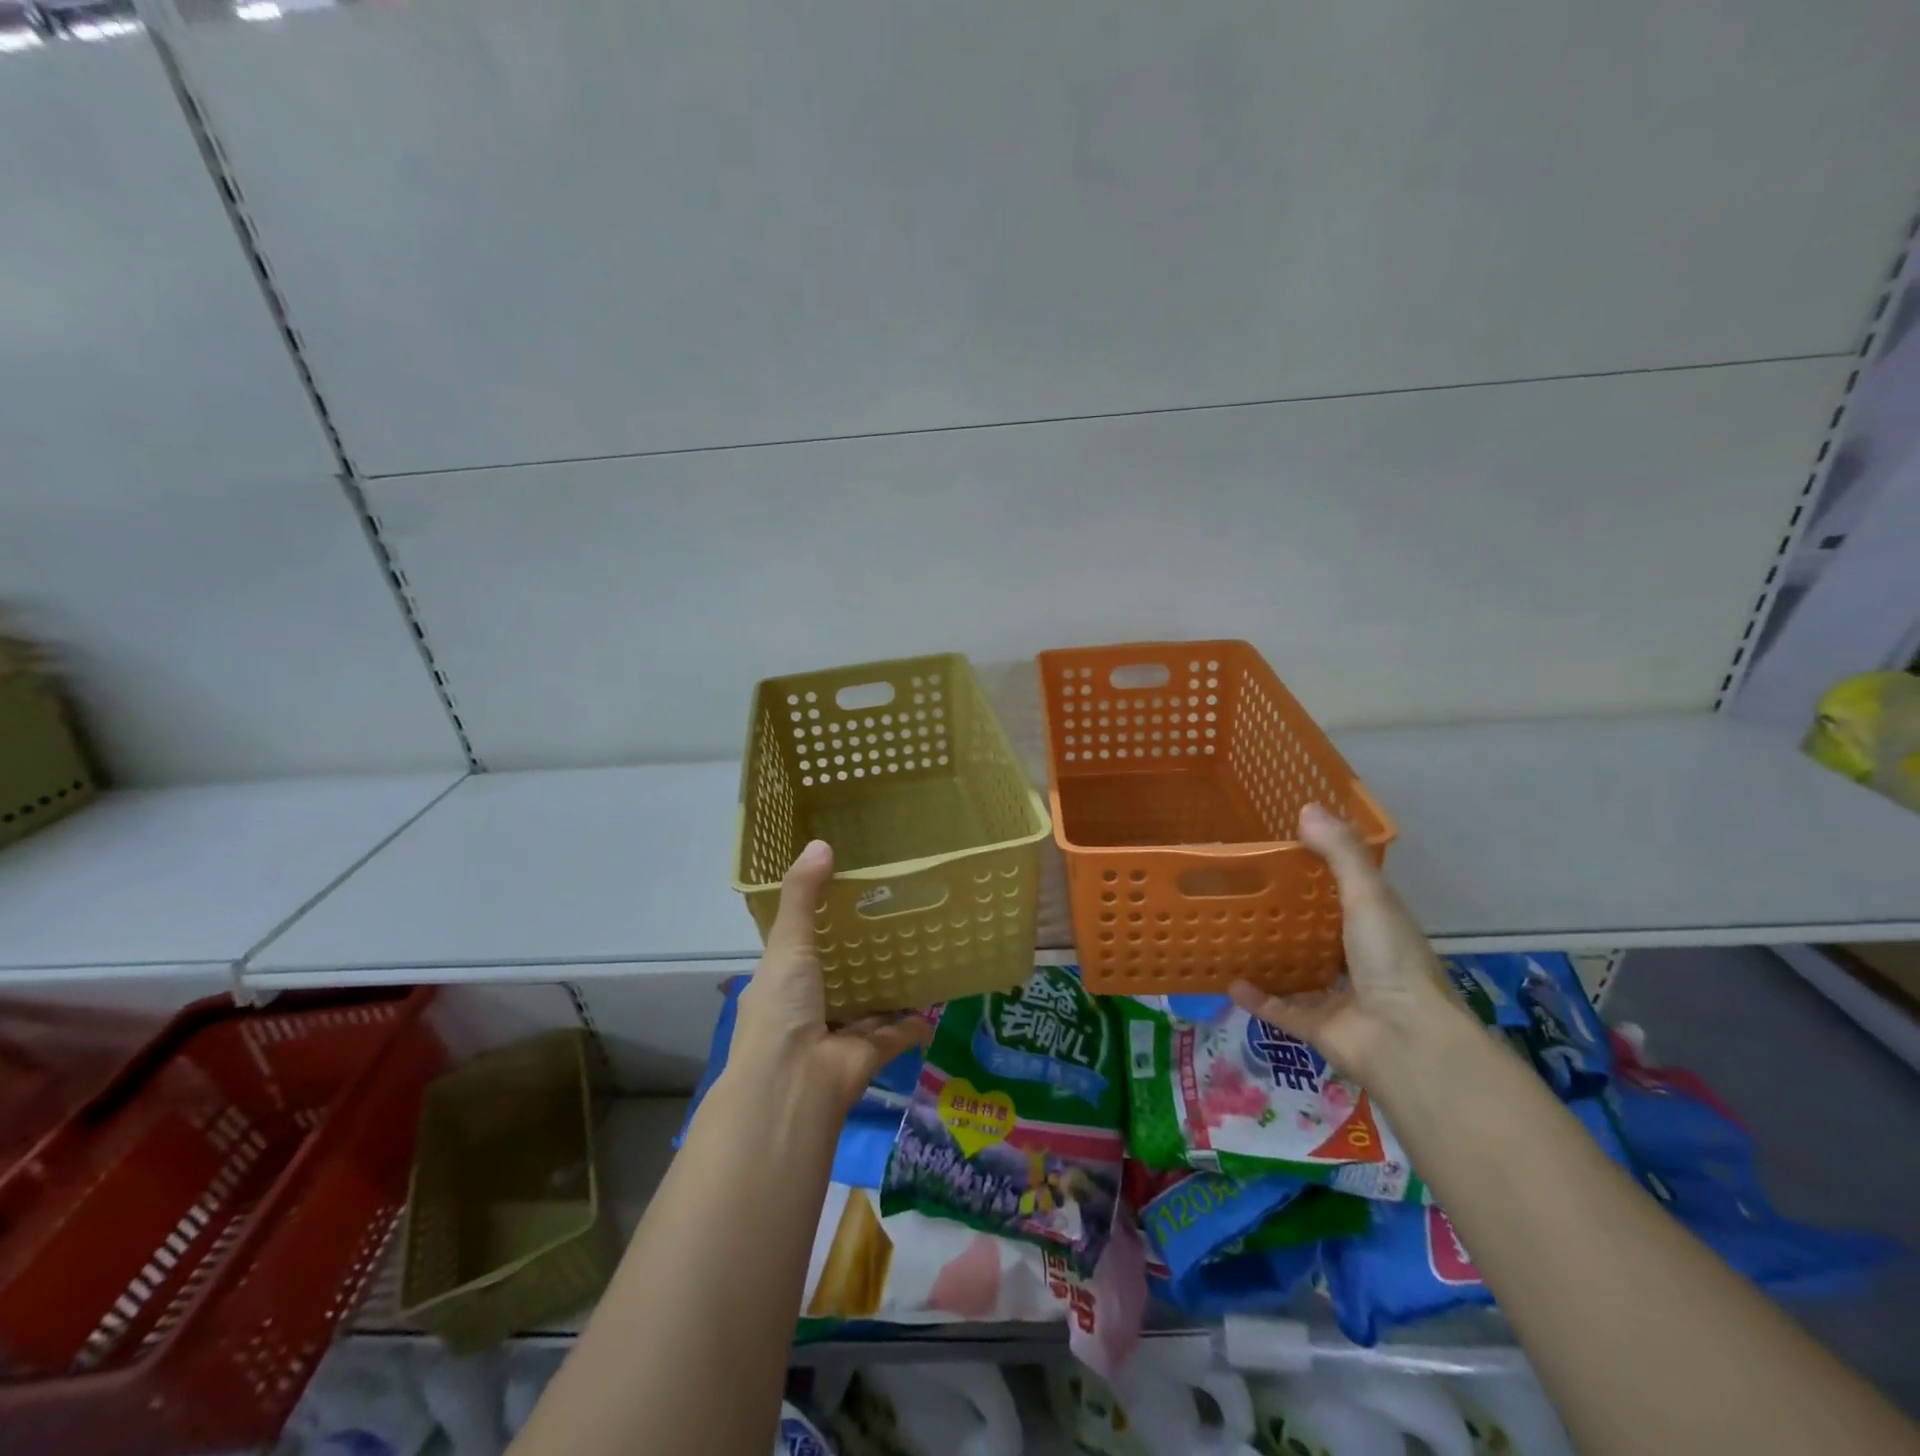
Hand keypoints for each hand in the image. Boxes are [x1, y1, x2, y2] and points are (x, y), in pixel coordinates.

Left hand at [729, 839, 932, 1113]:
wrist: (794, 1084)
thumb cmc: (782, 1009)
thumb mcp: (788, 944)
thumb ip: (803, 895)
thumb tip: (821, 843)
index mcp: (781, 986)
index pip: (798, 953)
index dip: (817, 930)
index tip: (845, 903)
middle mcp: (806, 1013)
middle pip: (836, 981)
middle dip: (857, 961)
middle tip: (890, 925)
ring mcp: (836, 1039)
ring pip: (866, 1010)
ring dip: (887, 992)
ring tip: (915, 959)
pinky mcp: (867, 1059)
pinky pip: (894, 1036)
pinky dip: (913, 1024)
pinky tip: (934, 1004)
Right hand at [1230, 802, 1461, 1083]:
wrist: (1404, 1042)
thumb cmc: (1391, 960)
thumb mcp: (1368, 896)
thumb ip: (1340, 854)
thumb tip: (1306, 807)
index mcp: (1378, 928)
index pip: (1348, 893)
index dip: (1320, 872)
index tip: (1283, 849)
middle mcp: (1360, 961)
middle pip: (1320, 933)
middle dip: (1289, 915)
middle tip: (1244, 888)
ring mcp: (1340, 997)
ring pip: (1300, 972)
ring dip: (1272, 957)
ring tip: (1232, 932)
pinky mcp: (1318, 1028)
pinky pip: (1281, 1010)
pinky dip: (1257, 998)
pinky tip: (1228, 981)